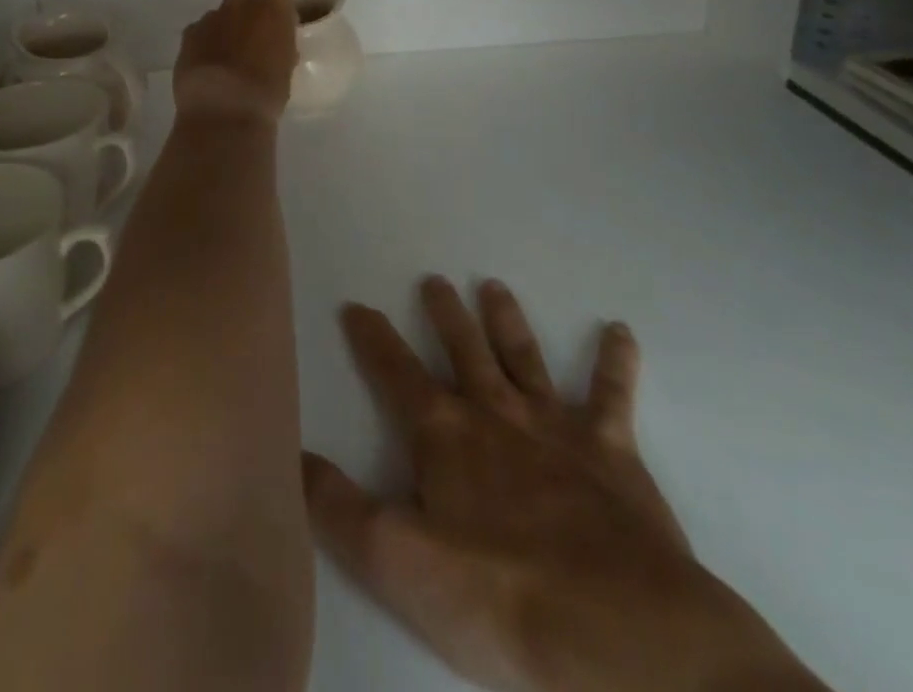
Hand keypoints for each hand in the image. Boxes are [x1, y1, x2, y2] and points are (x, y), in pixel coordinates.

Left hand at [172, 0, 298, 127]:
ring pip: (220, 18)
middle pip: (246, 1)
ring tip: (226, 63)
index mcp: (274, 6)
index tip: (279, 41)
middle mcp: (242, 1)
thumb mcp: (286, 70)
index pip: (280, 3)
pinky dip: (203, 46)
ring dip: (224, 32)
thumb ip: (280, 50)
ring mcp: (211, 16)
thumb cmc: (267, 91)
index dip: (278, 22)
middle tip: (252, 47)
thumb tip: (273, 51)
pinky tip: (207, 69)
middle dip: (248, 18)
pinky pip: (200, 34)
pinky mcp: (188, 34)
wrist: (223, 109)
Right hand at [303, 278, 825, 691]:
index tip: (356, 305)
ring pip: (524, 357)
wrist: (615, 631)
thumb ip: (336, 505)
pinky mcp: (611, 452)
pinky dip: (615, 362)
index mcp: (444, 434)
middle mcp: (495, 412)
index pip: (395, 371)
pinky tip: (619, 331)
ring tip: (494, 286)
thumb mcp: (393, 560)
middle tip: (435, 280)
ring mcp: (555, 426)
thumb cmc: (496, 595)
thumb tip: (293, 452)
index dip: (372, 337)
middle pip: (463, 349)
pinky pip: (612, 395)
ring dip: (507, 321)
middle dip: (445, 314)